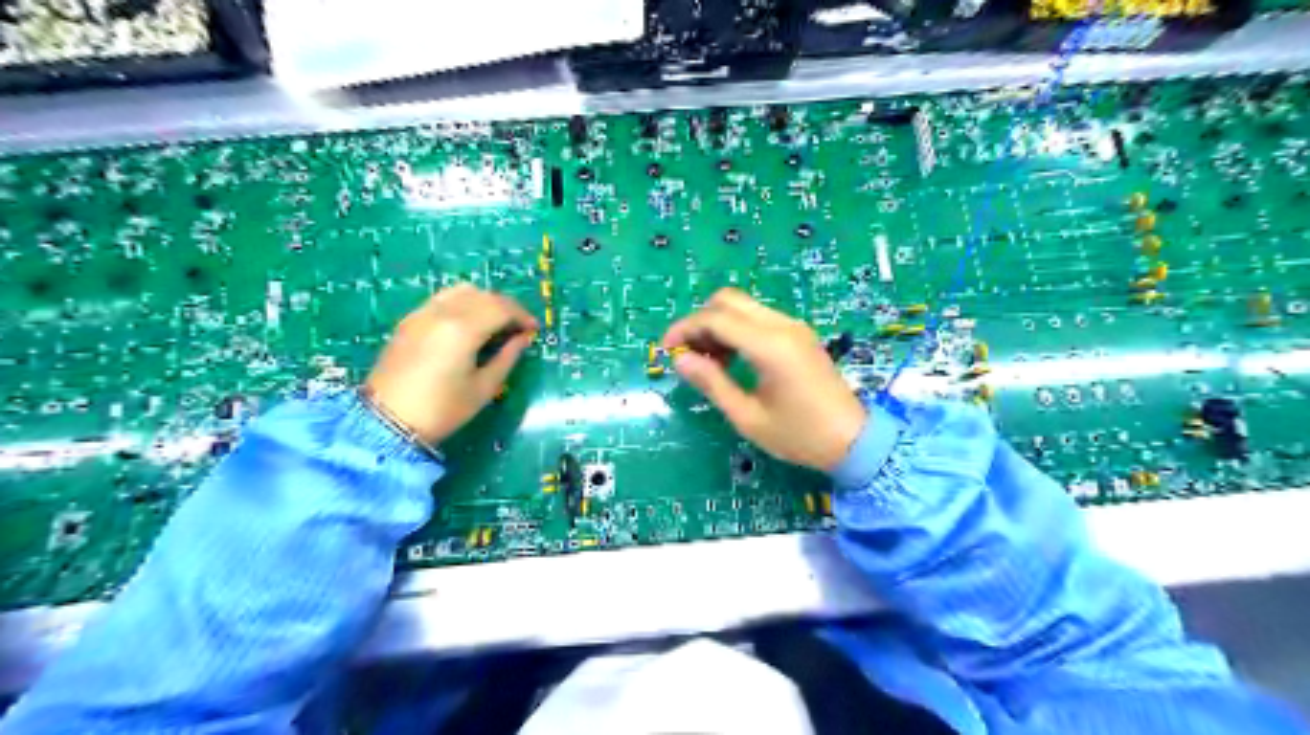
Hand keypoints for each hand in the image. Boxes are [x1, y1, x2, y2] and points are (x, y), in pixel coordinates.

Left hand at [361, 282, 537, 440]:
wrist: (386, 422)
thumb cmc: (442, 410)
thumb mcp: (484, 388)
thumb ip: (507, 358)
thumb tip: (523, 339)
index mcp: (463, 329)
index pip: (502, 308)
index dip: (523, 316)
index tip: (534, 330)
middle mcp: (443, 312)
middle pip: (483, 295)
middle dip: (506, 307)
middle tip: (519, 327)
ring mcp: (422, 313)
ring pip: (461, 291)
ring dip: (484, 301)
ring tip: (494, 322)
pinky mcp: (409, 321)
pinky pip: (443, 299)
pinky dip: (463, 303)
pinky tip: (468, 324)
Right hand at [668, 290, 866, 472]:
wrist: (853, 440)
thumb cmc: (799, 435)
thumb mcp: (748, 417)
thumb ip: (712, 383)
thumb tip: (680, 360)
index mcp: (770, 346)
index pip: (716, 318)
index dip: (684, 329)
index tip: (666, 350)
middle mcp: (782, 326)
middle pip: (728, 300)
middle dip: (700, 321)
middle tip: (688, 354)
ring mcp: (793, 327)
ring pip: (743, 306)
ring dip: (718, 324)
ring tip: (708, 363)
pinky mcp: (799, 334)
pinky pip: (758, 318)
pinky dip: (737, 329)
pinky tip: (732, 359)